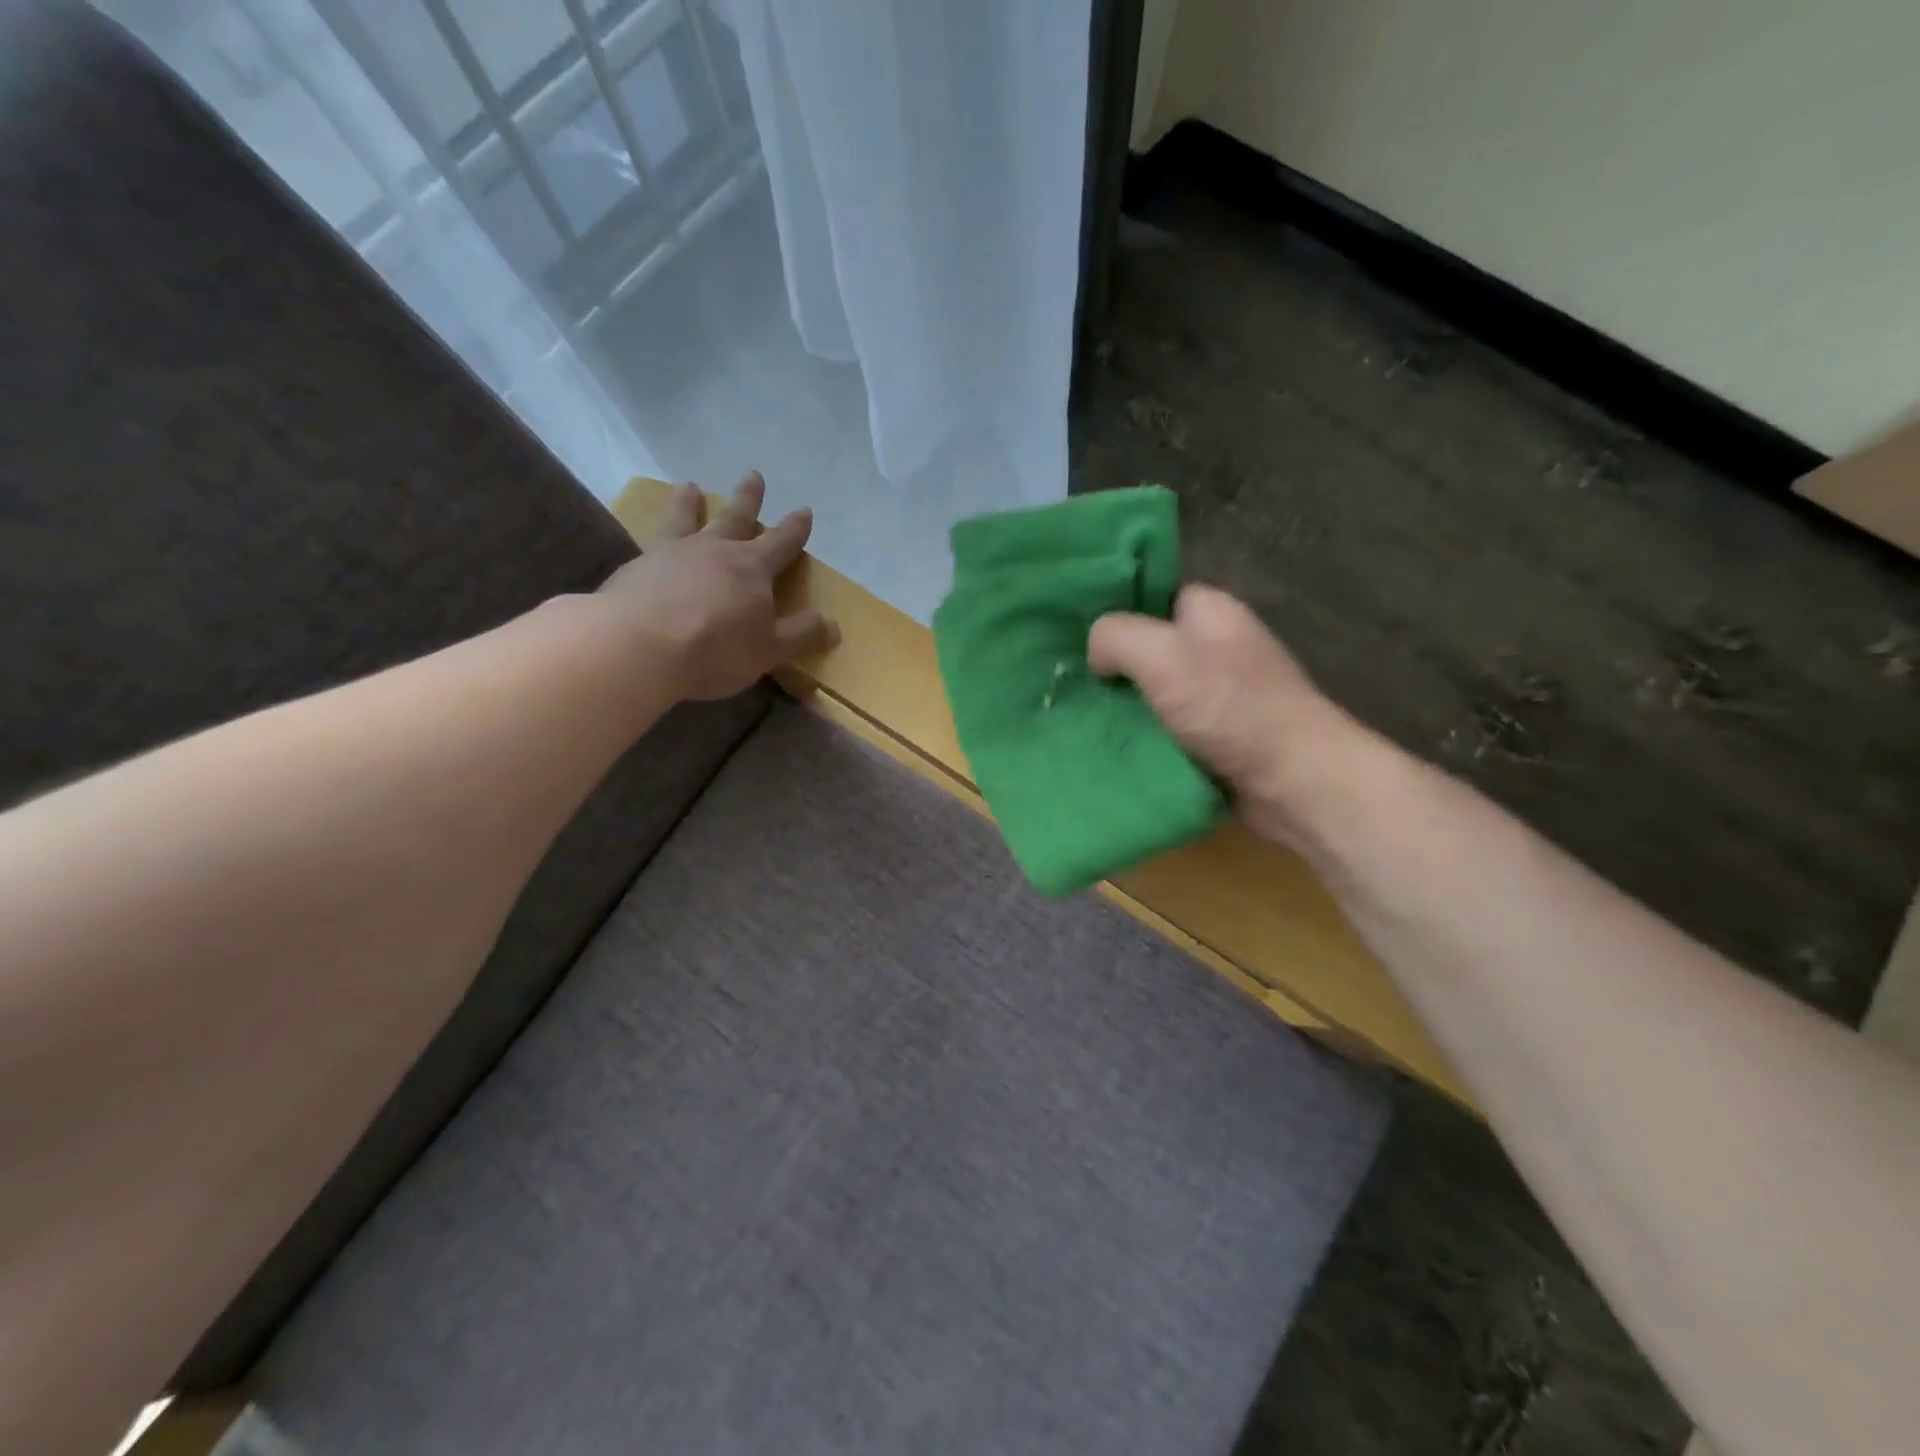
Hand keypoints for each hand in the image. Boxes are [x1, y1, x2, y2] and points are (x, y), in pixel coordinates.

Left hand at [597, 472, 838, 701]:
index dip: (795, 528)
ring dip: (691, 502)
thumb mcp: (769, 649)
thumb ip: (801, 635)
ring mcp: (672, 554)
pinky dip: (656, 534)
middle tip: (754, 474)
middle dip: (749, 498)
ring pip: (687, 519)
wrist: (640, 645)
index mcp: (752, 567)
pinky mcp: (637, 567)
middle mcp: (714, 550)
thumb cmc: (716, 648)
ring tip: (690, 487)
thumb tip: (833, 626)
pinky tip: (651, 541)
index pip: (781, 542)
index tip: (804, 510)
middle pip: (736, 518)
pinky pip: (652, 542)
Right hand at [1088, 585, 1350, 847]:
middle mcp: (1212, 646)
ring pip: (1149, 690)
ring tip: (1074, 714)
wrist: (1292, 783)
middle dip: (1108, 664)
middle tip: (1066, 681)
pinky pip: (1160, 726)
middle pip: (1146, 645)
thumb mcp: (1162, 656)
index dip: (1113, 611)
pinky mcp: (1210, 735)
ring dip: (1119, 706)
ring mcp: (1213, 694)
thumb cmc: (1230, 708)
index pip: (1150, 594)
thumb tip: (1096, 654)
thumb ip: (1116, 636)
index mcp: (1209, 611)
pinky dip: (1137, 735)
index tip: (1072, 634)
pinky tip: (1103, 743)